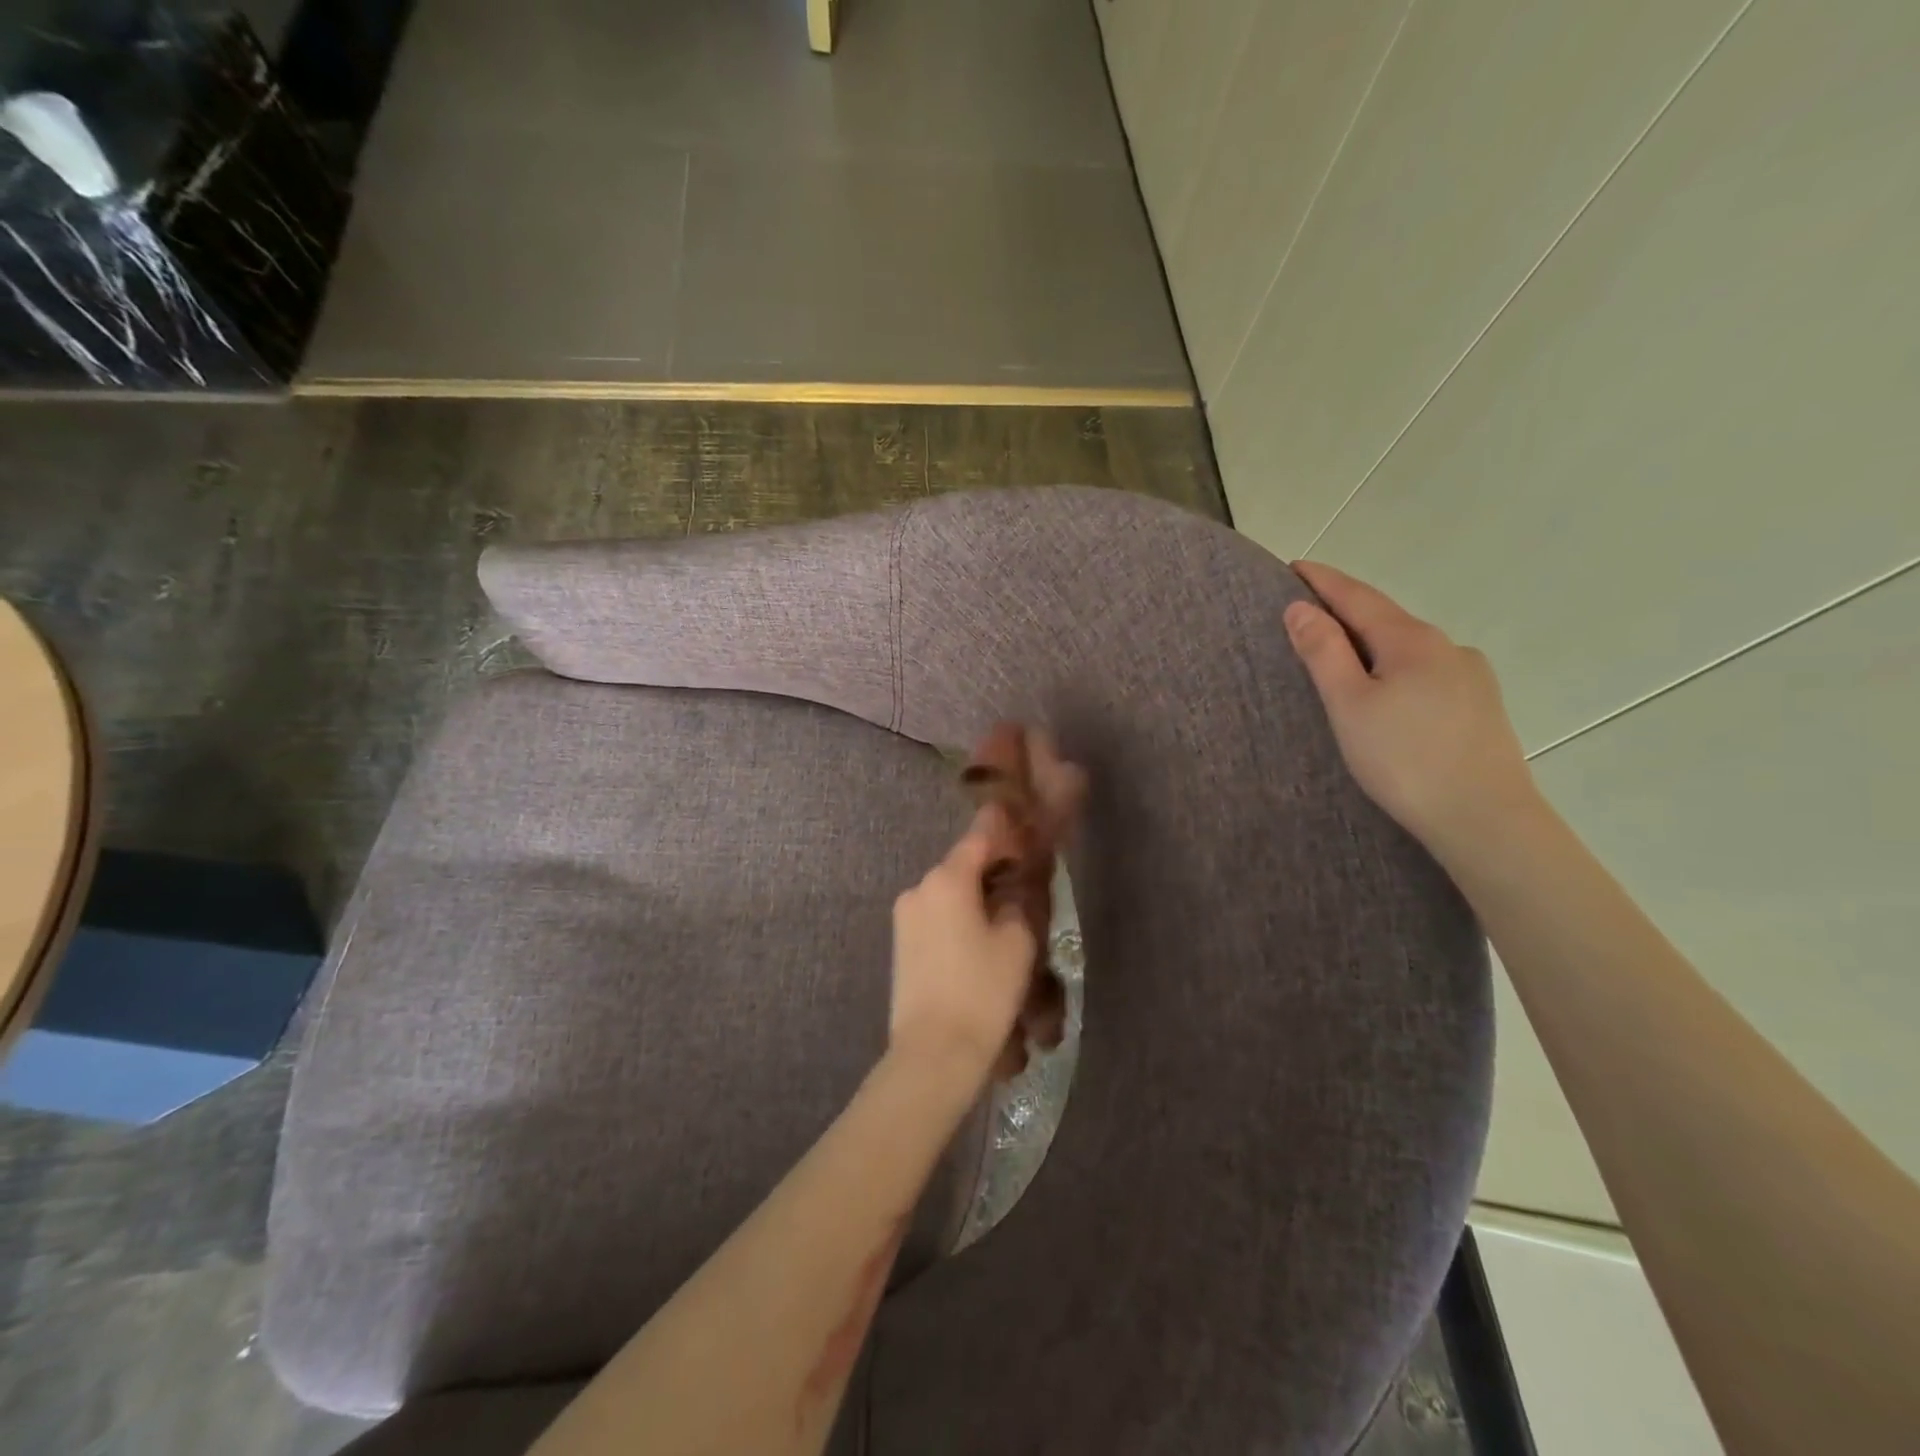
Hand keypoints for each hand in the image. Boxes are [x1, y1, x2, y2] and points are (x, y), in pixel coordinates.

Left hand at [889, 805, 1037, 1084]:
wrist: (933, 1051)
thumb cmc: (982, 990)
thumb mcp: (1016, 943)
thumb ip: (1018, 904)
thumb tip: (1013, 890)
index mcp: (947, 879)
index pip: (978, 838)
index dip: (1003, 830)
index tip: (1022, 823)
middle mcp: (919, 888)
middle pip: (961, 865)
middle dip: (990, 866)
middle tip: (1022, 877)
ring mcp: (905, 917)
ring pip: (948, 892)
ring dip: (973, 893)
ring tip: (1004, 912)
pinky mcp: (900, 943)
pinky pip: (935, 914)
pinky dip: (957, 914)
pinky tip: (978, 934)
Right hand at [1285, 560, 1539, 854]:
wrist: (1484, 819)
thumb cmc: (1404, 759)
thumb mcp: (1349, 704)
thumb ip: (1323, 652)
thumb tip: (1299, 607)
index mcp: (1412, 641)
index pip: (1358, 597)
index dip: (1324, 581)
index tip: (1294, 566)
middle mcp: (1448, 647)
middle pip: (1387, 619)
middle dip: (1348, 611)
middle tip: (1309, 611)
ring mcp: (1471, 676)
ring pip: (1410, 648)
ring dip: (1374, 643)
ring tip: (1345, 657)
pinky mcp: (1481, 706)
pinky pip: (1427, 672)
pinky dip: (1397, 669)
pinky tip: (1390, 693)